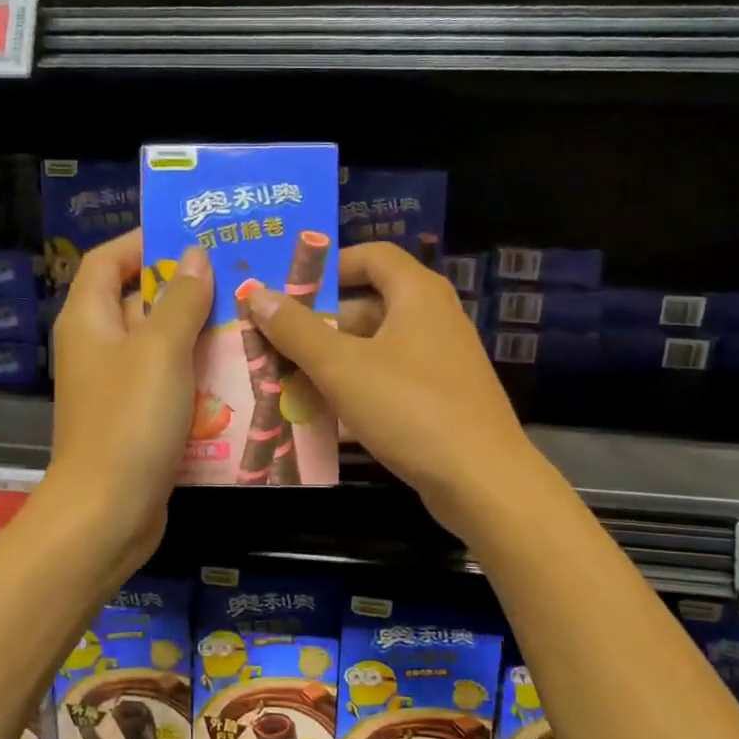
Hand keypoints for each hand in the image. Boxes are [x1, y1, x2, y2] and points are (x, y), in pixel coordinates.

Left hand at [46, 230, 210, 575]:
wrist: (108, 512)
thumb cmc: (129, 421)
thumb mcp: (159, 351)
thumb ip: (180, 300)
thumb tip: (194, 255)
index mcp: (88, 320)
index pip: (108, 260)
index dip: (145, 242)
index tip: (194, 237)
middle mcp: (98, 346)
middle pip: (139, 300)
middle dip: (186, 287)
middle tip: (240, 276)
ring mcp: (118, 385)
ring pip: (161, 343)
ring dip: (200, 331)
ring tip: (251, 318)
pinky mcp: (138, 417)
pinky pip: (170, 380)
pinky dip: (199, 372)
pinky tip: (240, 370)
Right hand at [246, 243, 547, 542]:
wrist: (482, 481)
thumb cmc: (410, 408)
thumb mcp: (343, 367)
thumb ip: (296, 329)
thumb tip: (256, 293)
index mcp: (417, 294)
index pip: (371, 256)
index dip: (328, 265)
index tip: (288, 288)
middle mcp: (433, 319)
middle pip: (367, 306)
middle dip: (317, 324)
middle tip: (272, 341)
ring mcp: (438, 362)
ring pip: (373, 350)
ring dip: (329, 363)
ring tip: (282, 381)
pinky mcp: (439, 400)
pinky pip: (386, 383)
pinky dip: (354, 392)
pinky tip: (318, 418)